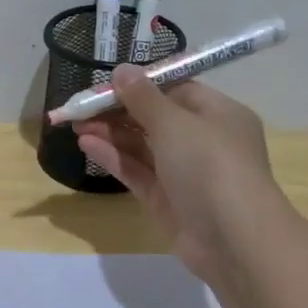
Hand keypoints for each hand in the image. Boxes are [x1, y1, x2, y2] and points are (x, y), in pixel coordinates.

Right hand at [73, 66, 277, 283]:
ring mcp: (184, 172)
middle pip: (154, 118)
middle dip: (117, 110)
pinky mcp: (166, 199)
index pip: (176, 89)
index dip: (141, 84)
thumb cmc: (210, 166)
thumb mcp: (174, 123)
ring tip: (75, 124)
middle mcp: (202, 140)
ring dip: (110, 133)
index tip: (106, 83)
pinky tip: (86, 145)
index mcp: (218, 113)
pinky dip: (113, 157)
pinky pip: (137, 171)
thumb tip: (122, 69)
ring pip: (142, 146)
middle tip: (80, 106)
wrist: (233, 238)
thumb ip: (143, 97)